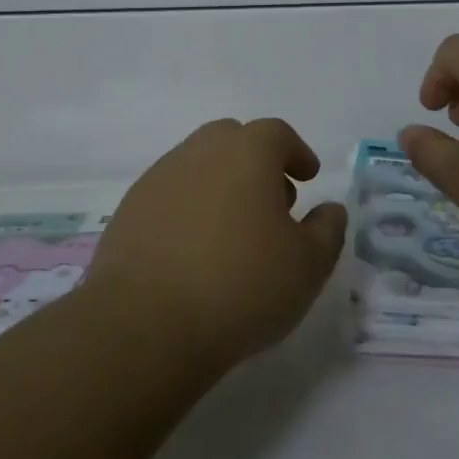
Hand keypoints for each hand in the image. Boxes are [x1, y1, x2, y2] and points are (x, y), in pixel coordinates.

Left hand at [86, 118, 347, 369]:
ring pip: (197, 166)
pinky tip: (194, 250)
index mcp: (246, 153)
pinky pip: (169, 196)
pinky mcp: (128, 212)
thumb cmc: (241, 286)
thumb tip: (330, 209)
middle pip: (231, 140)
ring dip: (220, 185)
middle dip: (256, 162)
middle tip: (272, 202)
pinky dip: (188, 209)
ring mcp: (158, 179)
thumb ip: (327, 230)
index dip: (296, 152)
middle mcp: (198, 153)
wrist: (146, 324)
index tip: (307, 177)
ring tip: (233, 231)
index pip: (276, 133)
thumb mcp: (307, 265)